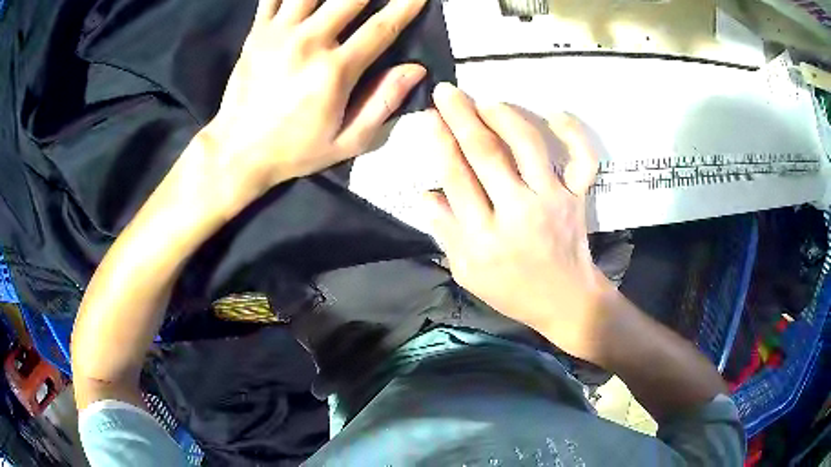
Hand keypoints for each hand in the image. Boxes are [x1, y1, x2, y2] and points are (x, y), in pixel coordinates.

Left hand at [204, 0, 427, 203]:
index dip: (406, 6)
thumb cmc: (294, 150)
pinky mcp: (257, 33)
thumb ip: (383, 103)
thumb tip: (415, 69)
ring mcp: (279, 34)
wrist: (237, 151)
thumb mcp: (347, 141)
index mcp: (334, 71)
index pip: (381, 28)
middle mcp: (308, 43)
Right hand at [425, 83, 610, 360]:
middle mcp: (518, 212)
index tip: (429, 115)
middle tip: (447, 91)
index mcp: (485, 237)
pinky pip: (581, 159)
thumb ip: (446, 232)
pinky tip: (556, 113)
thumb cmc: (513, 290)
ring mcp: (553, 201)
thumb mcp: (468, 272)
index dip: (440, 142)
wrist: (566, 301)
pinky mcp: (577, 197)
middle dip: (462, 117)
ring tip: (487, 102)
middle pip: (487, 154)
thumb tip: (426, 193)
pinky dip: (573, 133)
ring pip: (529, 146)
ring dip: (506, 117)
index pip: (456, 178)